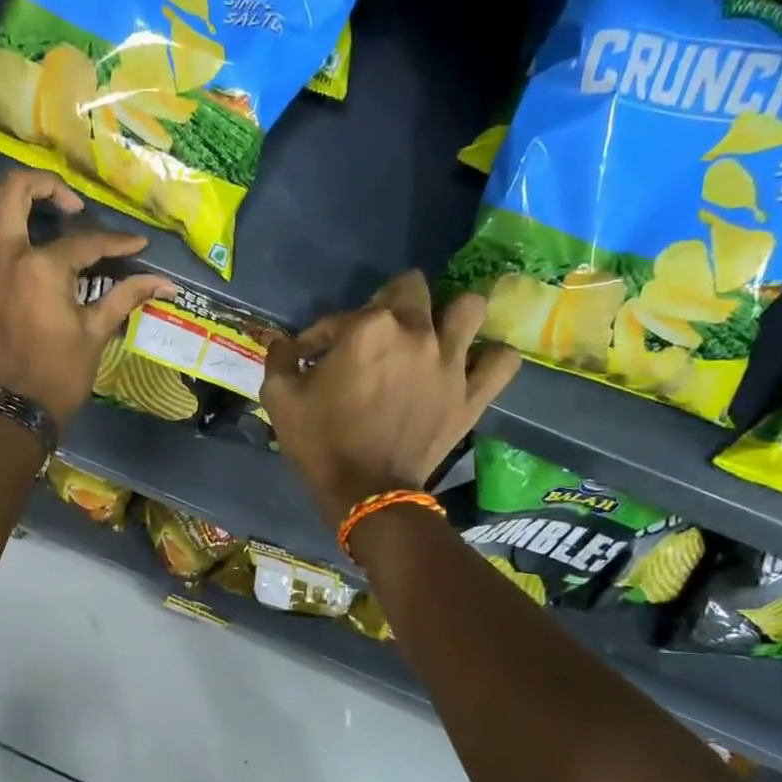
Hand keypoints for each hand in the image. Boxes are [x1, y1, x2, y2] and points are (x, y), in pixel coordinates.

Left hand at [0, 170, 173, 424]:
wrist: (18, 410)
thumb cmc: (61, 373)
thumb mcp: (97, 332)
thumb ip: (126, 297)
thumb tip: (166, 282)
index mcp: (42, 267)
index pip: (84, 242)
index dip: (114, 242)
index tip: (133, 246)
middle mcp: (0, 257)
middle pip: (12, 193)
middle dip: (43, 186)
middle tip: (61, 203)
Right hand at [261, 272, 519, 527]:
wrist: (366, 493)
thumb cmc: (320, 443)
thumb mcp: (280, 399)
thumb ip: (279, 358)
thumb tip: (281, 341)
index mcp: (368, 328)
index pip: (338, 317)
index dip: (318, 337)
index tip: (308, 358)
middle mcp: (416, 332)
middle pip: (412, 288)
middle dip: (387, 301)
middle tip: (374, 332)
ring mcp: (451, 362)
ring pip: (468, 307)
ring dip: (449, 314)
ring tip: (433, 334)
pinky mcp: (472, 394)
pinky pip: (501, 360)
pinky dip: (490, 357)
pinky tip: (472, 363)